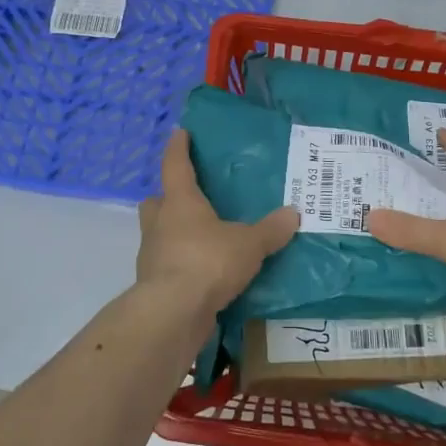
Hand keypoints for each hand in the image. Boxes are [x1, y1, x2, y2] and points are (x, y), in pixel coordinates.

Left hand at [136, 129, 299, 316]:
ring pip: (158, 233)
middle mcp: (160, 223)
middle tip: (188, 198)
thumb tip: (293, 213)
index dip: (178, 148)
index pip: (176, 166)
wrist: (173, 313)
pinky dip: (180, 264)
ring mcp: (152, 255)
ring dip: (173, 232)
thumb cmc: (208, 262)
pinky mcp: (154, 284)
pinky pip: (166, 264)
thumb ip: (270, 230)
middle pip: (156, 201)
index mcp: (180, 202)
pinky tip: (201, 272)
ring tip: (200, 238)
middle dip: (168, 197)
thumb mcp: (248, 245)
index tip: (179, 133)